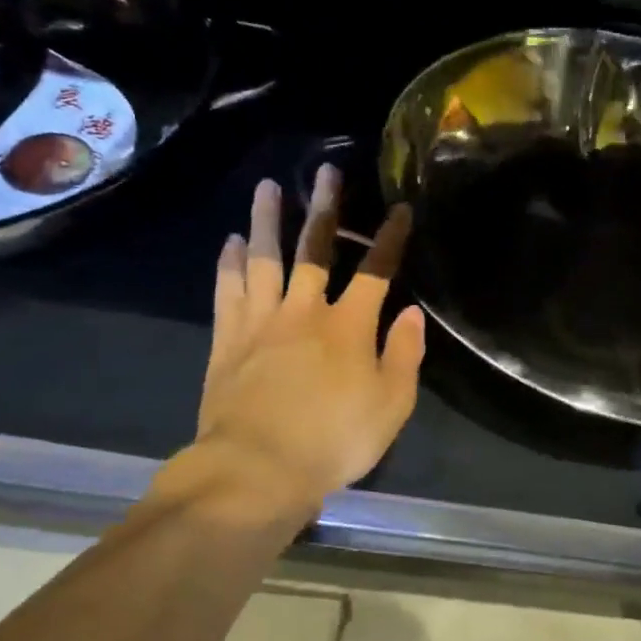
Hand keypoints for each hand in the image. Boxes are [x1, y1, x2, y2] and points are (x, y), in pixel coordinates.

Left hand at [148, 165, 423, 528]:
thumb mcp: (391, 405)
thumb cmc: (334, 440)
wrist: (257, 469)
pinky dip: (230, 265)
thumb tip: (412, 315)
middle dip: (324, 208)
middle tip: (325, 171)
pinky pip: (228, 292)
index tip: (400, 209)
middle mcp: (304, 312)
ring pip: (265, 260)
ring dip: (267, 221)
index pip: (375, 272)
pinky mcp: (228, 341)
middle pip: (315, 250)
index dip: (390, 239)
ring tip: (267, 187)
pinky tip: (232, 243)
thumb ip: (404, 356)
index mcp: (349, 326)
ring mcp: (261, 323)